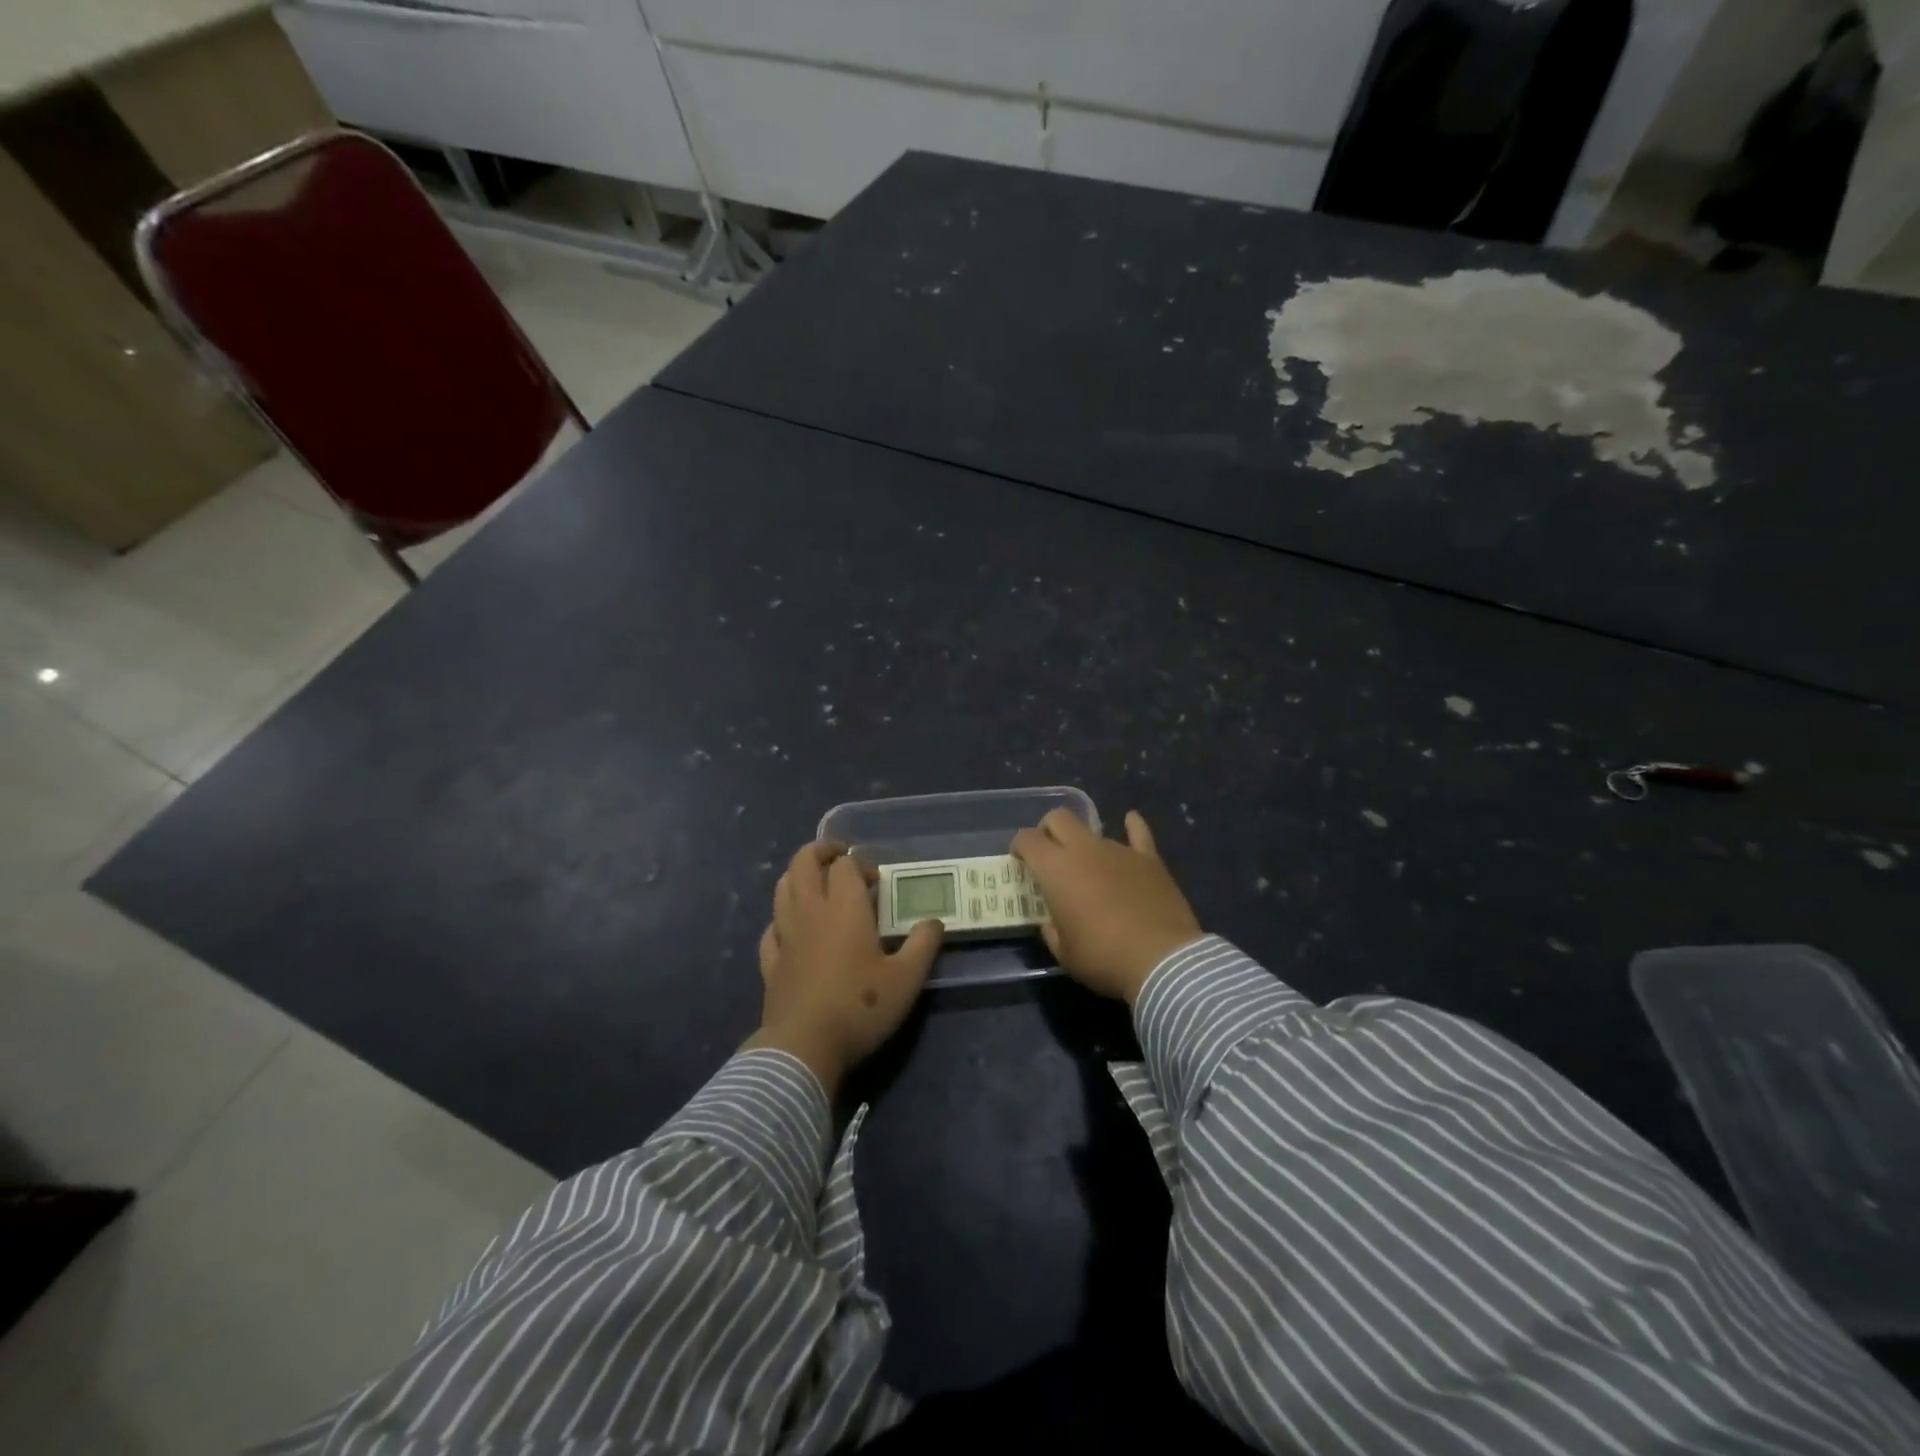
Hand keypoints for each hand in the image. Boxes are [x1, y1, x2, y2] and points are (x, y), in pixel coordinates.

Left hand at [742, 842, 941, 1095]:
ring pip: (782, 889)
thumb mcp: (907, 979)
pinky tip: (791, 928)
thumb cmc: (860, 1007)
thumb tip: (934, 922)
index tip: (876, 881)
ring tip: (816, 884)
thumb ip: (923, 945)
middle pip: (803, 863)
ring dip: (798, 877)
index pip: (844, 865)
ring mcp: (785, 936)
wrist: (804, 1046)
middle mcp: (810, 911)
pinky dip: (781, 918)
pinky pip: (771, 927)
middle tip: (839, 859)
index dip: (859, 864)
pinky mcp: (770, 962)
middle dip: (820, 853)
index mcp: (844, 907)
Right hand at [1012, 809, 1202, 1005]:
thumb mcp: (1064, 954)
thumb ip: (1052, 930)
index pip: (1028, 840)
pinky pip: (1138, 833)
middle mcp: (1084, 849)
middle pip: (1059, 818)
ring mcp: (1119, 850)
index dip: (1019, 845)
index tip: (1019, 859)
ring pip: (1094, 831)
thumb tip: (1053, 921)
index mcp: (1056, 869)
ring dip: (1085, 844)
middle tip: (1048, 852)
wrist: (1162, 961)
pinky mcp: (1149, 859)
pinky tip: (1130, 820)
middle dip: (1048, 829)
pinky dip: (1132, 826)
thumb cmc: (1104, 958)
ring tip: (1089, 866)